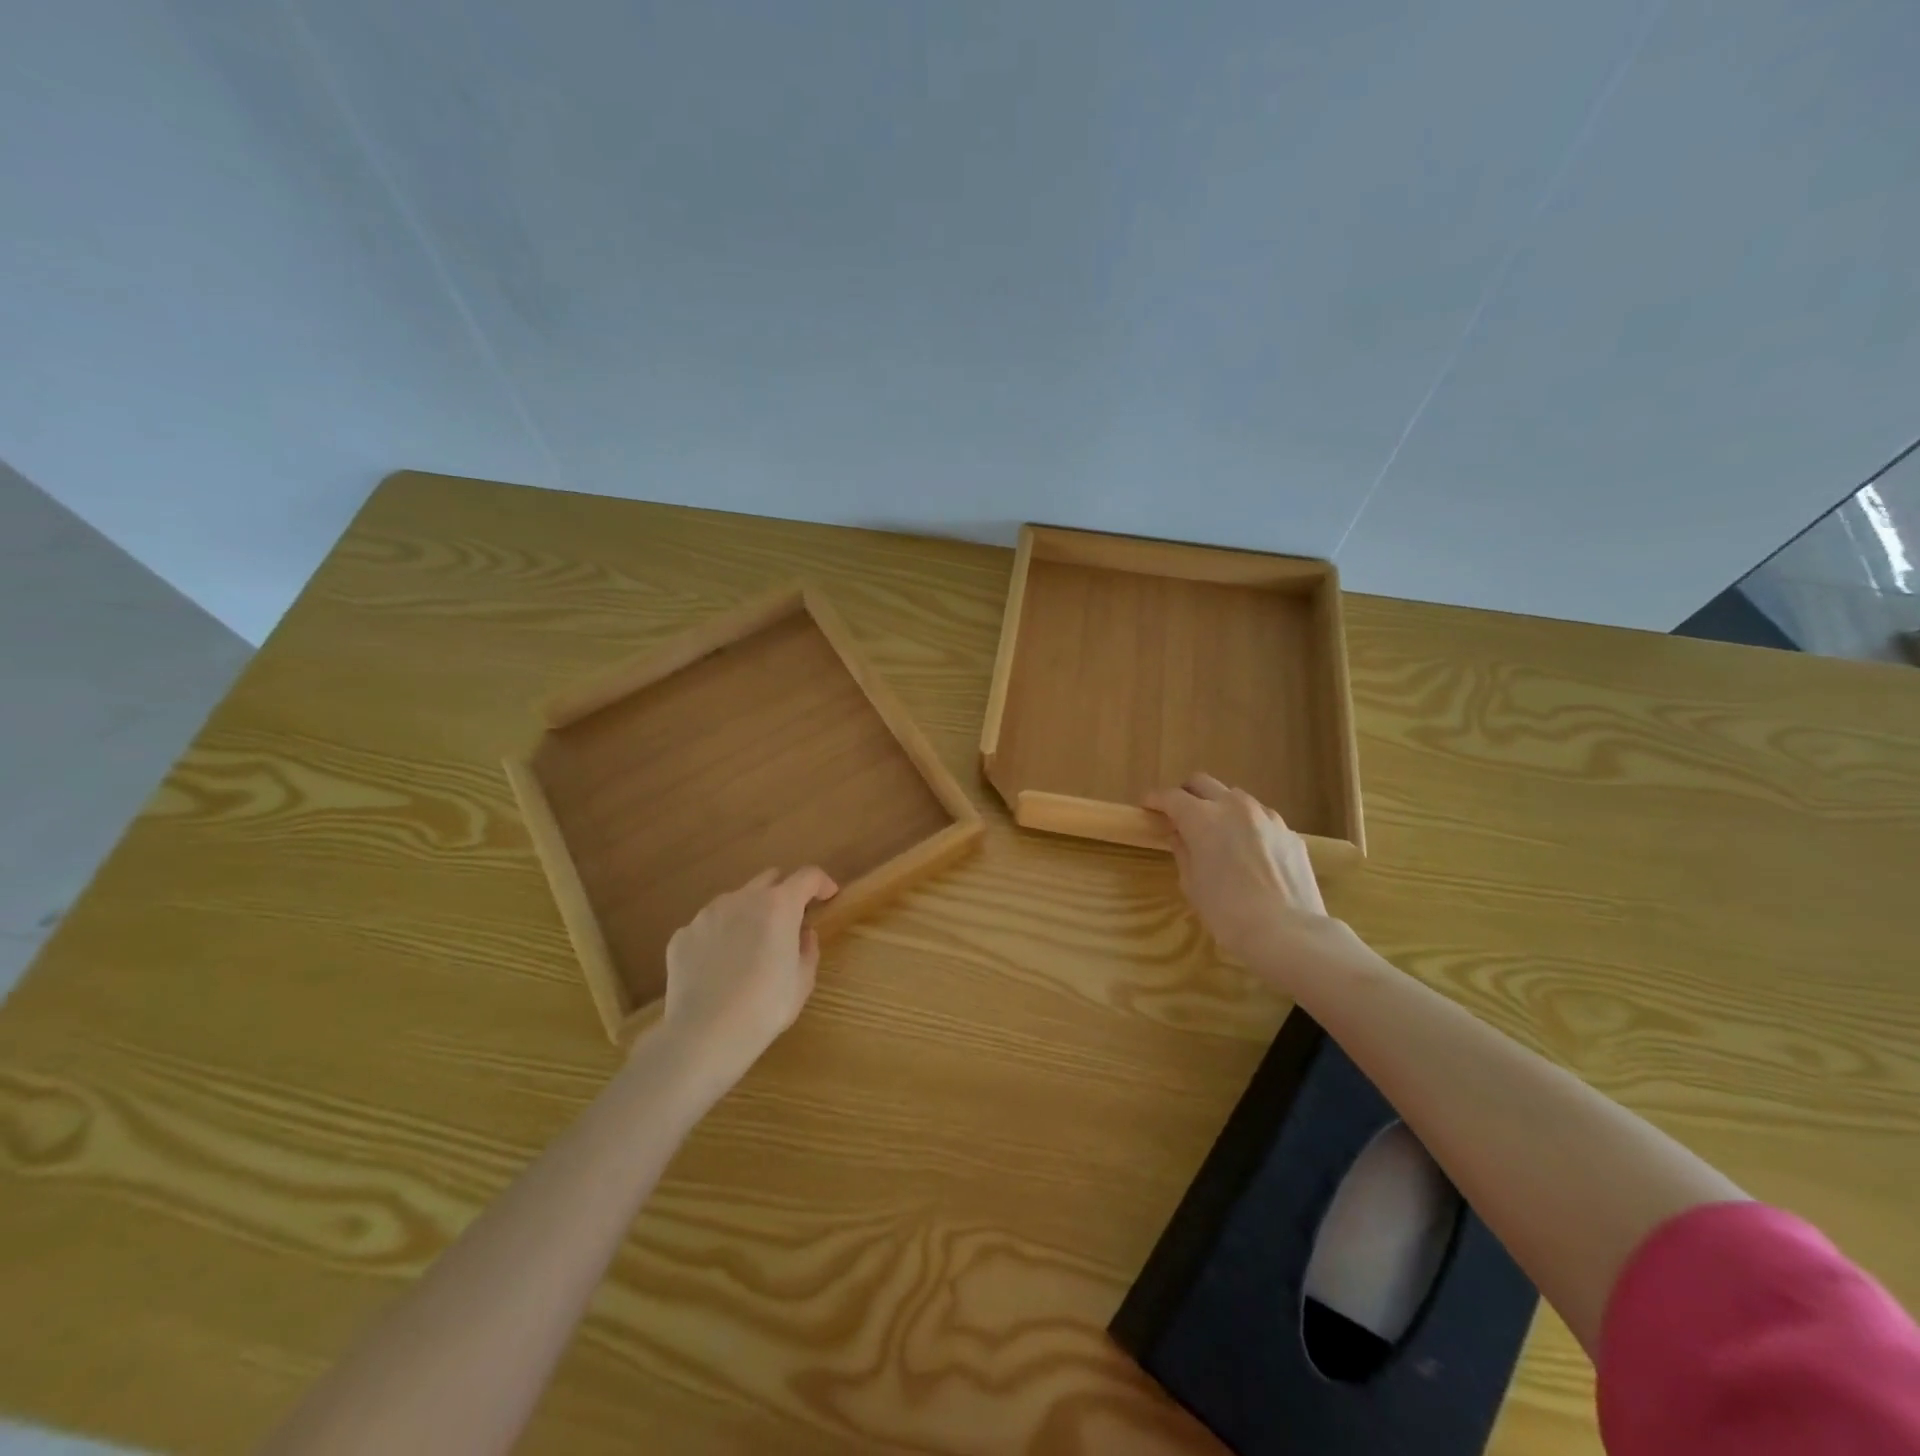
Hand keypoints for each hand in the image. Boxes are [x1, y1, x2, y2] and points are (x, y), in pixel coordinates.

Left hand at [660, 867, 836, 1088]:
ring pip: (736, 901)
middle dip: (784, 893)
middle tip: (788, 923)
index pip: (808, 876)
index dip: (822, 883)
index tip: (828, 896)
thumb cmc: (764, 1008)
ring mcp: (707, 914)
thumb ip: (807, 948)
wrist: (703, 1036)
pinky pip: (709, 926)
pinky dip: (720, 937)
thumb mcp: (802, 981)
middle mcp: (742, 899)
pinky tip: (719, 968)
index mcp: (778, 905)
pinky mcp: (682, 935)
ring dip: (749, 914)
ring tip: (749, 950)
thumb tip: (802, 933)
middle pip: (770, 879)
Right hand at [1144, 774, 1330, 974]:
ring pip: (1235, 797)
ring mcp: (1266, 817)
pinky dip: (1247, 826)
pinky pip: (1261, 819)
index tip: (1147, 807)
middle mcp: (1234, 807)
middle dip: (1186, 793)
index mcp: (1202, 818)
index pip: (1171, 797)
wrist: (1288, 932)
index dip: (1155, 800)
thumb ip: (1183, 851)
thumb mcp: (1192, 884)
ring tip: (1218, 833)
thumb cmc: (1227, 912)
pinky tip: (1249, 852)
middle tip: (1179, 814)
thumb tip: (1180, 834)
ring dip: (1219, 807)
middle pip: (1202, 783)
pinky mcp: (1289, 833)